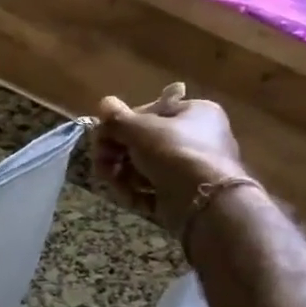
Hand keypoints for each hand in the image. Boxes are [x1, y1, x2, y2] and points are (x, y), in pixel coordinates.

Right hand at [96, 83, 247, 233]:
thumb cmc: (174, 153)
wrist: (205, 203)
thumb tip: (104, 103)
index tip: (103, 136)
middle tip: (101, 162)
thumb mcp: (139, 129)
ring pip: (145, 167)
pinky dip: (137, 193)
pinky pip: (153, 189)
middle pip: (144, 142)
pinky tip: (128, 197)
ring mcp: (191, 168)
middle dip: (117, 153)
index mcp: (195, 112)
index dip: (123, 124)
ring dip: (122, 174)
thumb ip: (117, 118)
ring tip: (112, 182)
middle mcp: (197, 137)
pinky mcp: (184, 195)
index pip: (150, 112)